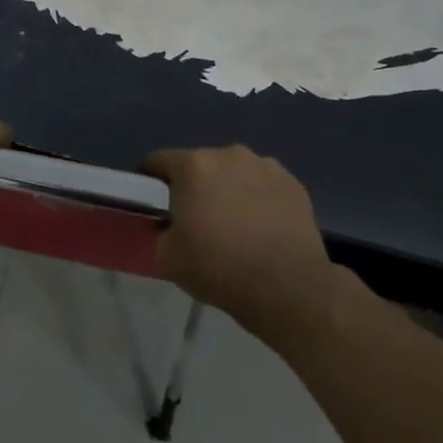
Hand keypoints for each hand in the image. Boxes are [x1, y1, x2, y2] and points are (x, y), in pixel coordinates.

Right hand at [141, 145, 349, 330]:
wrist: (288, 288)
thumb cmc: (219, 267)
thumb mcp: (167, 256)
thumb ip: (160, 230)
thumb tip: (168, 224)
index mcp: (193, 166)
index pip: (157, 161)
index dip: (148, 180)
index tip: (150, 202)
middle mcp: (229, 155)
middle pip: (199, 164)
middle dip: (193, 185)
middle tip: (193, 217)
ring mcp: (266, 166)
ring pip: (234, 173)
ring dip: (227, 189)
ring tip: (232, 223)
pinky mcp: (294, 184)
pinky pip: (263, 185)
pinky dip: (257, 199)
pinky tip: (260, 227)